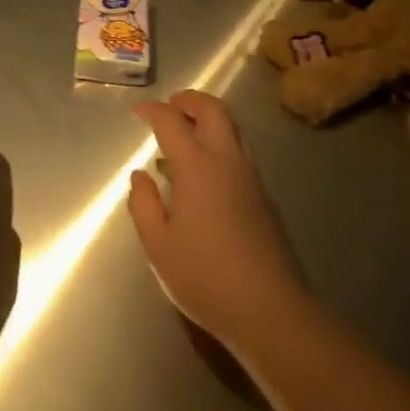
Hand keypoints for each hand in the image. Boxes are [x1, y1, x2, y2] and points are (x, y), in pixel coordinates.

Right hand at [126, 90, 307, 350]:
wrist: (271, 310)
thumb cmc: (205, 277)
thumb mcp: (158, 246)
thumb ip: (143, 204)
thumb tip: (140, 175)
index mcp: (197, 166)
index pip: (172, 121)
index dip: (153, 110)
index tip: (138, 112)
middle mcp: (227, 161)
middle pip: (213, 109)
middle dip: (189, 100)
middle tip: (169, 108)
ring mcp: (251, 177)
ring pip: (233, 128)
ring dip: (208, 120)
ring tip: (186, 137)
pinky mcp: (265, 197)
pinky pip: (241, 153)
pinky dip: (220, 145)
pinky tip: (205, 174)